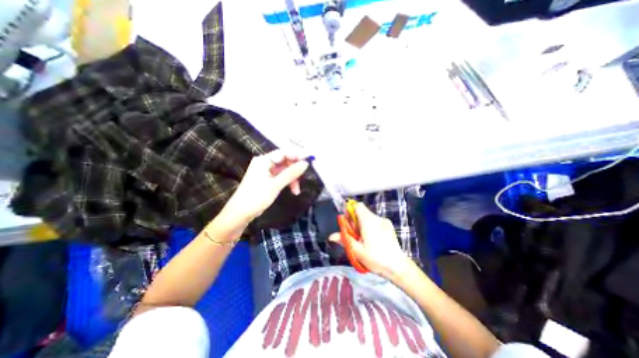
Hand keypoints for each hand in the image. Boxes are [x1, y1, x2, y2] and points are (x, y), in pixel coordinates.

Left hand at [223, 150, 308, 224]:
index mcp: (263, 160)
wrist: (239, 214)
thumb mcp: (276, 185)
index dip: (297, 156)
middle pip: (285, 161)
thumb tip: (306, 163)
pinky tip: (292, 190)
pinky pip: (281, 177)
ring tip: (297, 191)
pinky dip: (287, 182)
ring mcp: (265, 172)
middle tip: (303, 178)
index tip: (309, 161)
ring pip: (284, 171)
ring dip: (292, 179)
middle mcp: (264, 163)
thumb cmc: (256, 197)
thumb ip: (291, 173)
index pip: (284, 153)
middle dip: (295, 170)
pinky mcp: (267, 180)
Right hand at [327, 202, 410, 280]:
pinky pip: (375, 220)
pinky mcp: (389, 225)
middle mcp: (377, 218)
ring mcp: (384, 221)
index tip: (348, 222)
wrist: (398, 267)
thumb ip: (345, 240)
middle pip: (362, 211)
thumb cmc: (376, 259)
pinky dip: (370, 226)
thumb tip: (331, 236)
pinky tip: (373, 239)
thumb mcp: (358, 251)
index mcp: (368, 222)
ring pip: (368, 216)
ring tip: (364, 239)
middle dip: (355, 220)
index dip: (350, 211)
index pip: (357, 206)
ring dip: (362, 223)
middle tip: (354, 234)